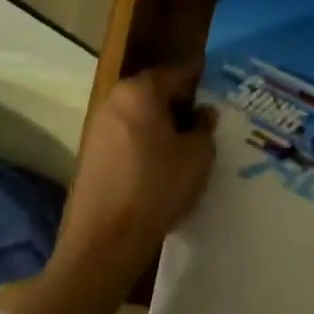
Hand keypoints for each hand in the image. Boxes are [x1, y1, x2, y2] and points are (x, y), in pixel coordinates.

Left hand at [53, 62, 216, 287]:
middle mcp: (116, 100)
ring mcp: (99, 127)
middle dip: (182, 102)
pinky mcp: (92, 154)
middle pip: (156, 91)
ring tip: (190, 142)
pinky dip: (146, 142)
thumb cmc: (156, 187)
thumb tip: (204, 113)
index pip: (179, 72)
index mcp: (141, 91)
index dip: (203, 78)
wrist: (104, 241)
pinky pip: (128, 136)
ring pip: (141, 115)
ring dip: (163, 124)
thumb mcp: (197, 156)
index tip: (222, 86)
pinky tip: (164, 163)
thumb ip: (204, 127)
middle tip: (209, 117)